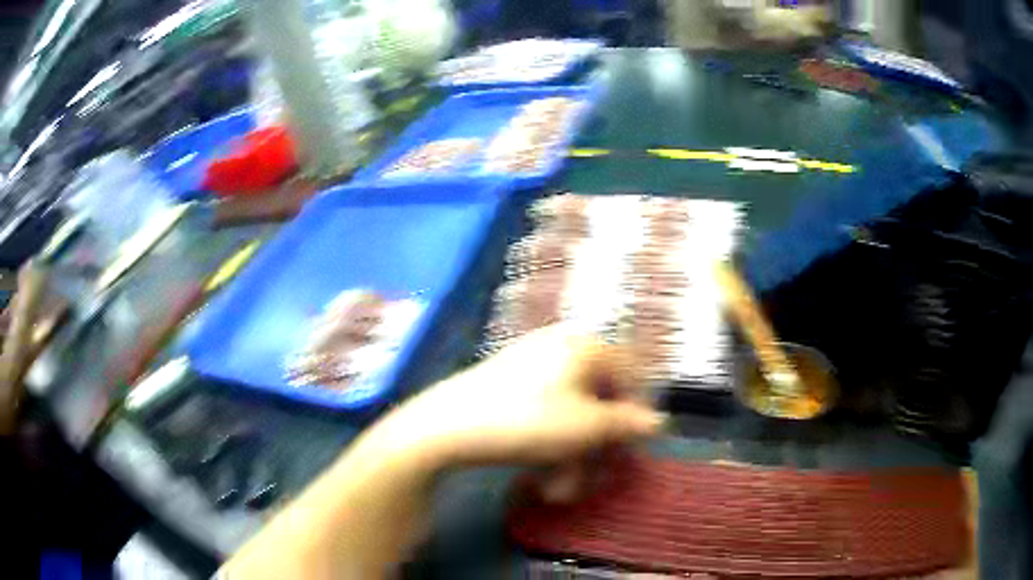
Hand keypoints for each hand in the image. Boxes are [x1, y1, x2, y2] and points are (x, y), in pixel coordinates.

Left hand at [380, 325, 663, 467]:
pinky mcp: (508, 384)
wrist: (447, 426)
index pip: (629, 373)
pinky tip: (540, 474)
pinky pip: (543, 413)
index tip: (634, 447)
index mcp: (584, 346)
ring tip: (560, 488)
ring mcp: (531, 364)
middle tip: (593, 478)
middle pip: (597, 399)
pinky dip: (548, 444)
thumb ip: (627, 424)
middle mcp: (560, 347)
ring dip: (571, 455)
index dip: (636, 412)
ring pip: (569, 413)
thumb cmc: (528, 422)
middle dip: (597, 446)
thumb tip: (658, 421)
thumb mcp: (587, 427)